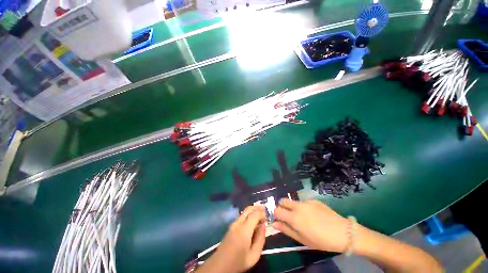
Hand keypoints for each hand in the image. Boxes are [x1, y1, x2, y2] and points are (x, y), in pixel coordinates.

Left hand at [197, 205, 265, 272]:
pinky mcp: (231, 226)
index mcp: (244, 230)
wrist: (220, 265)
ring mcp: (233, 223)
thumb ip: (260, 239)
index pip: (255, 214)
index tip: (268, 215)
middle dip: (257, 207)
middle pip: (248, 209)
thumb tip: (263, 225)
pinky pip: (241, 216)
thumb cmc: (238, 262)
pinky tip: (253, 221)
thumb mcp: (254, 256)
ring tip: (260, 215)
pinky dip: (249, 214)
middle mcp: (238, 223)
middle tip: (265, 210)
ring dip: (253, 210)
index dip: (262, 212)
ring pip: (244, 211)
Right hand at [273, 199, 349, 252]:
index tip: (277, 218)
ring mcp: (306, 201)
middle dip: (282, 207)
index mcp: (294, 218)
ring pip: (293, 201)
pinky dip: (303, 207)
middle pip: (283, 201)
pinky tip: (313, 215)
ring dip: (292, 207)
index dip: (275, 214)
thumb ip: (287, 230)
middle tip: (287, 216)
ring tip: (302, 216)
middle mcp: (298, 206)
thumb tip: (275, 224)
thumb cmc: (322, 241)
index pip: (277, 210)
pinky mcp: (314, 200)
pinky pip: (303, 201)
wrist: (344, 233)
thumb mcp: (303, 240)